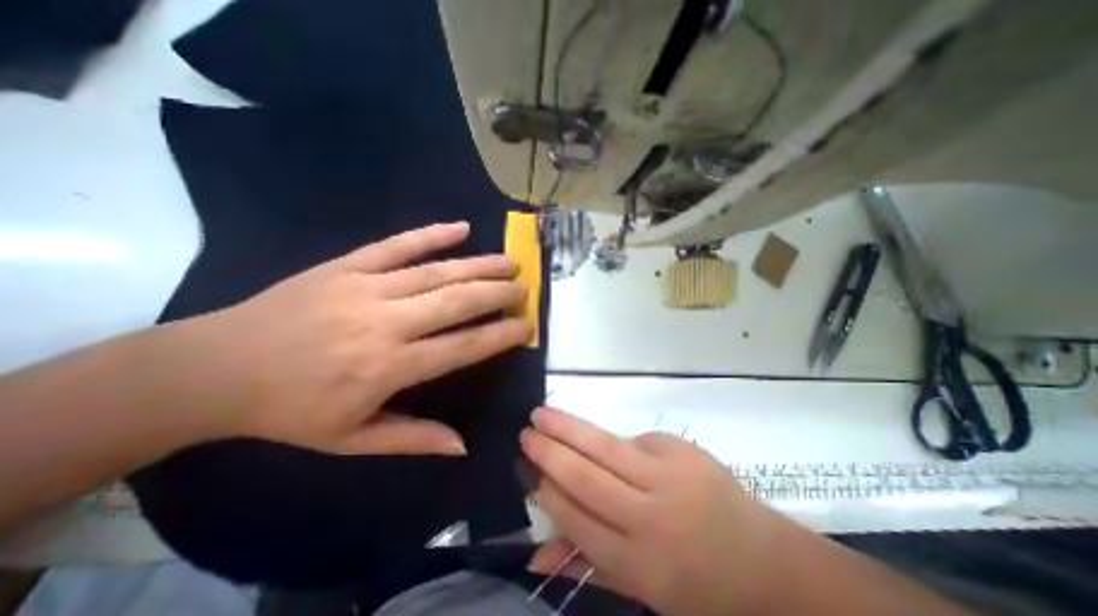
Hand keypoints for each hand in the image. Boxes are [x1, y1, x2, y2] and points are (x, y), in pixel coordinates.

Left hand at [170, 224, 532, 454]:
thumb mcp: (352, 439)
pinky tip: (460, 227)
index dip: (500, 335)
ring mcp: (365, 287)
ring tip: (508, 262)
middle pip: (457, 302)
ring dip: (479, 265)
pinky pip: (396, 245)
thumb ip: (413, 440)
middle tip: (524, 288)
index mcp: (388, 367)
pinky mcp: (346, 265)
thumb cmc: (290, 411)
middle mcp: (385, 323)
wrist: (214, 368)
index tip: (527, 326)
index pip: (463, 347)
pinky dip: (431, 234)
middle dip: (498, 294)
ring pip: (436, 271)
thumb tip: (462, 446)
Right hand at [522, 408, 789, 614]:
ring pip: (604, 446)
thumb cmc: (698, 585)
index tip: (526, 469)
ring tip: (541, 414)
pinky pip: (634, 441)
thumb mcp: (642, 590)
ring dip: (567, 427)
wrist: (765, 561)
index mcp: (638, 561)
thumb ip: (588, 567)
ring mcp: (668, 475)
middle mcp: (649, 516)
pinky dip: (614, 442)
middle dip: (548, 452)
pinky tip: (603, 442)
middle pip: (584, 475)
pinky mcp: (680, 449)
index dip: (545, 490)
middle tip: (525, 433)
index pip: (575, 517)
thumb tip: (536, 554)